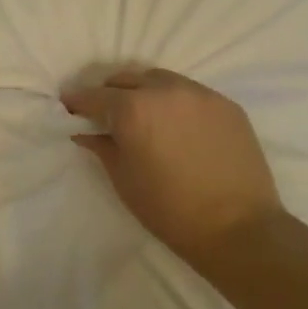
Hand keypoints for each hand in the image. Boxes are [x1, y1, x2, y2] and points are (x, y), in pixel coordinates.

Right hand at [62, 67, 282, 256]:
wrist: (238, 229)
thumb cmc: (169, 208)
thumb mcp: (123, 179)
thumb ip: (101, 147)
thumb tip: (85, 132)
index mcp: (132, 109)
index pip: (94, 95)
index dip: (77, 101)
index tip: (69, 107)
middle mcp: (164, 91)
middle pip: (126, 79)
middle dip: (110, 93)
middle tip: (105, 113)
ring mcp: (199, 95)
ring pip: (160, 79)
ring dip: (143, 91)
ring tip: (143, 114)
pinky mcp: (226, 105)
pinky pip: (190, 93)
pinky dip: (174, 101)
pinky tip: (177, 125)